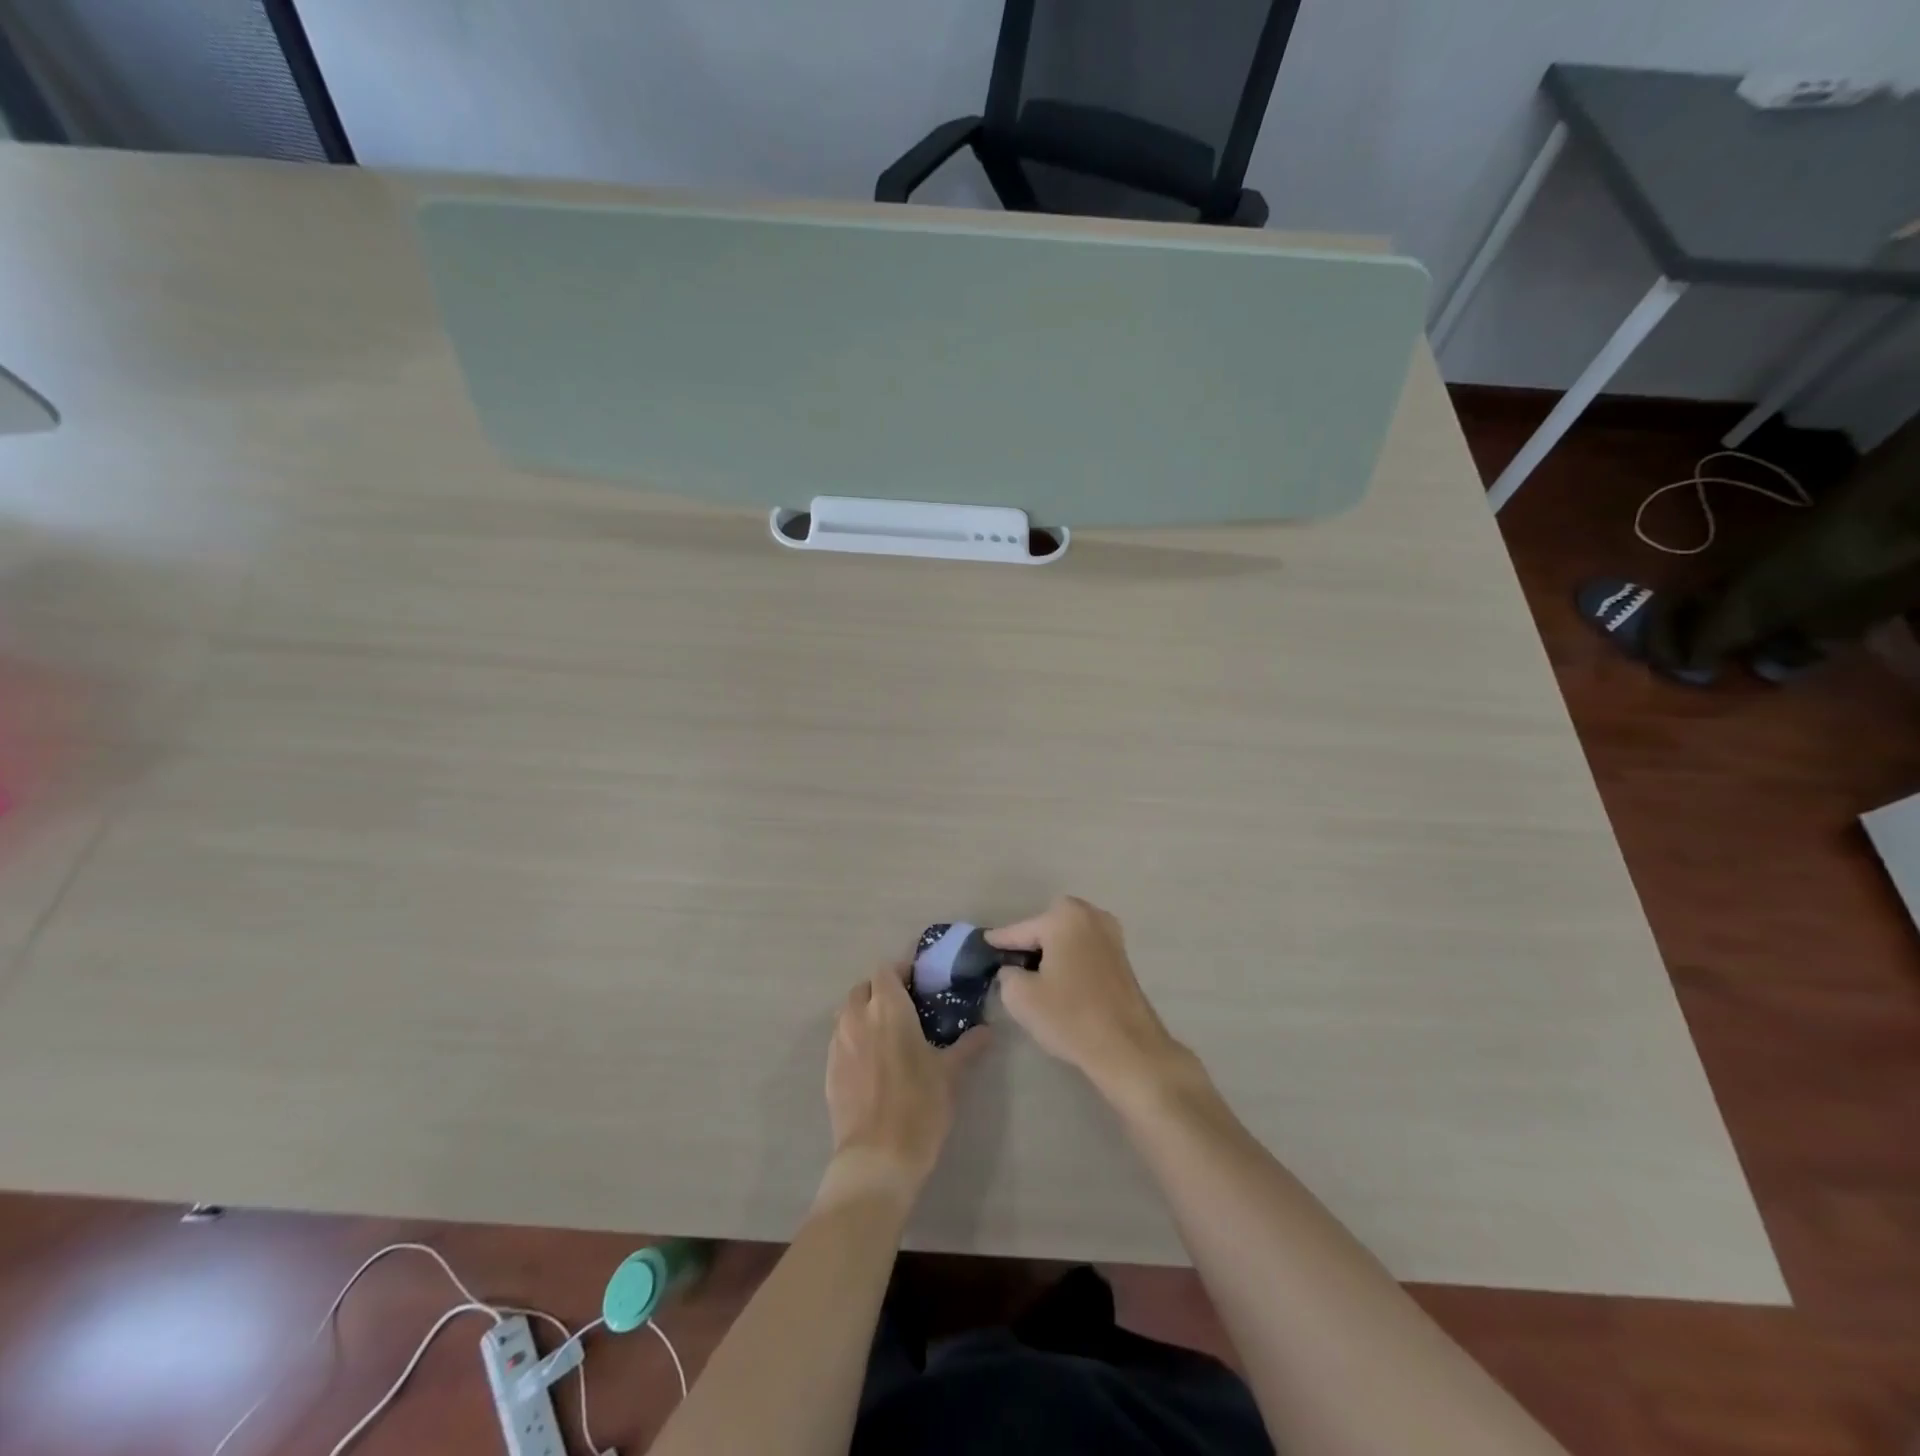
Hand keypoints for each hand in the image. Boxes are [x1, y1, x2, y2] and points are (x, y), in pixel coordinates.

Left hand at [822, 963, 989, 1206]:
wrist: (877, 1158)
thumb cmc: (919, 1106)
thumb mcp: (950, 1074)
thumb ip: (968, 1046)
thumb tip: (987, 1030)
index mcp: (887, 1008)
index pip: (886, 970)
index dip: (901, 972)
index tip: (919, 984)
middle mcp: (857, 1017)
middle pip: (863, 988)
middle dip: (881, 991)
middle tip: (905, 1009)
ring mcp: (838, 1043)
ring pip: (848, 1012)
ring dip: (864, 1013)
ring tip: (888, 1033)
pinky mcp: (829, 1069)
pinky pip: (840, 1039)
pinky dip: (854, 1038)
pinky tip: (873, 1061)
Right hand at [987, 897, 1188, 1099]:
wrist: (1128, 1049)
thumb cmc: (1070, 1016)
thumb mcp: (1021, 997)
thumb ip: (1008, 974)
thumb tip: (1013, 970)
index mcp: (1064, 917)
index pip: (1020, 930)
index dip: (999, 941)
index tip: (982, 945)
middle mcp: (1091, 916)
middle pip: (1047, 927)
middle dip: (1030, 943)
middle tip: (1012, 966)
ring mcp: (1111, 936)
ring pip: (1068, 938)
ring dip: (1052, 952)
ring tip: (1034, 977)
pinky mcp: (1122, 958)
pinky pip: (1085, 951)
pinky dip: (1070, 960)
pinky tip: (1060, 983)